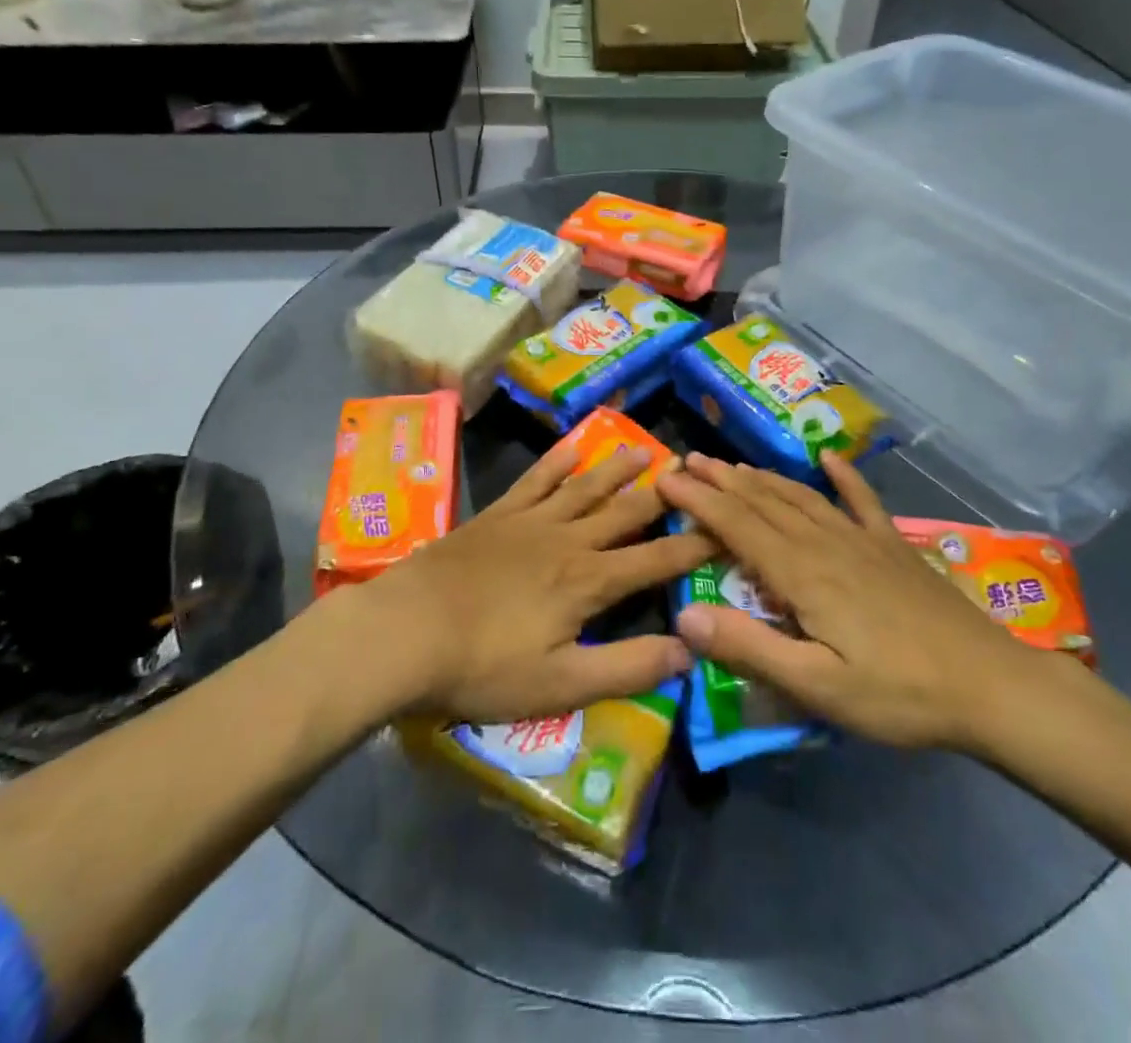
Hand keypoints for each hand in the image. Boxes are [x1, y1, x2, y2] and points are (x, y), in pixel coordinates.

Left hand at [358, 442, 713, 722]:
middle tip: (694, 470)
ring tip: (646, 448)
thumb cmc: (482, 667)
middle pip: (625, 512)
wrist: (404, 632)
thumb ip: (627, 668)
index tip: (726, 528)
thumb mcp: (560, 685)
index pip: (655, 561)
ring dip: (618, 468)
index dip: (693, 547)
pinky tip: (571, 445)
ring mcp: (529, 522)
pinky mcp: (496, 516)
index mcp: (588, 582)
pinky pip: (534, 480)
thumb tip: (689, 650)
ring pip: (585, 486)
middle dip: (664, 494)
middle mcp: (568, 540)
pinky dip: (556, 461)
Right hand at [657, 452, 1054, 752]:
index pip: (737, 526)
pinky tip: (829, 458)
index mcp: (802, 573)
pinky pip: (862, 501)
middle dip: (722, 481)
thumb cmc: (898, 693)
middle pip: (764, 502)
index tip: (666, 477)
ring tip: (732, 464)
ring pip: (801, 497)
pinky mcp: (894, 546)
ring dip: (762, 478)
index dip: (698, 500)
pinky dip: (843, 476)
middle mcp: (826, 542)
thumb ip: (750, 648)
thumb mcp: (817, 685)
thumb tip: (684, 616)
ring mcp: (863, 539)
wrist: (991, 685)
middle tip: (688, 461)